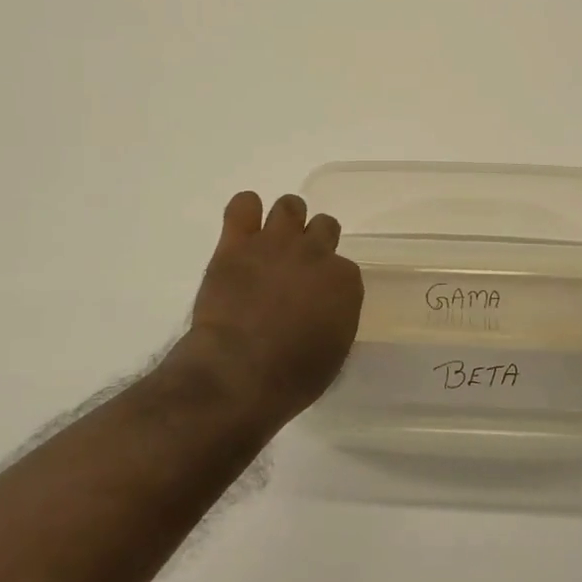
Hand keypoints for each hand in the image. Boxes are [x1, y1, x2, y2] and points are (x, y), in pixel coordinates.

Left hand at [184, 191, 363, 419]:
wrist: (238, 374)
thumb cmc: (292, 376)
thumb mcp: (333, 352)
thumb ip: (334, 317)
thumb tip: (323, 308)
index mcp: (344, 281)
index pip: (344, 268)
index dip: (329, 281)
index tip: (316, 298)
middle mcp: (315, 253)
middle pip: (324, 226)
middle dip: (314, 242)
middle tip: (297, 265)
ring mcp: (275, 243)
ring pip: (289, 206)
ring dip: (286, 220)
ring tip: (272, 242)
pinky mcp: (236, 243)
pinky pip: (243, 204)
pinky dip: (245, 211)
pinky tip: (243, 227)